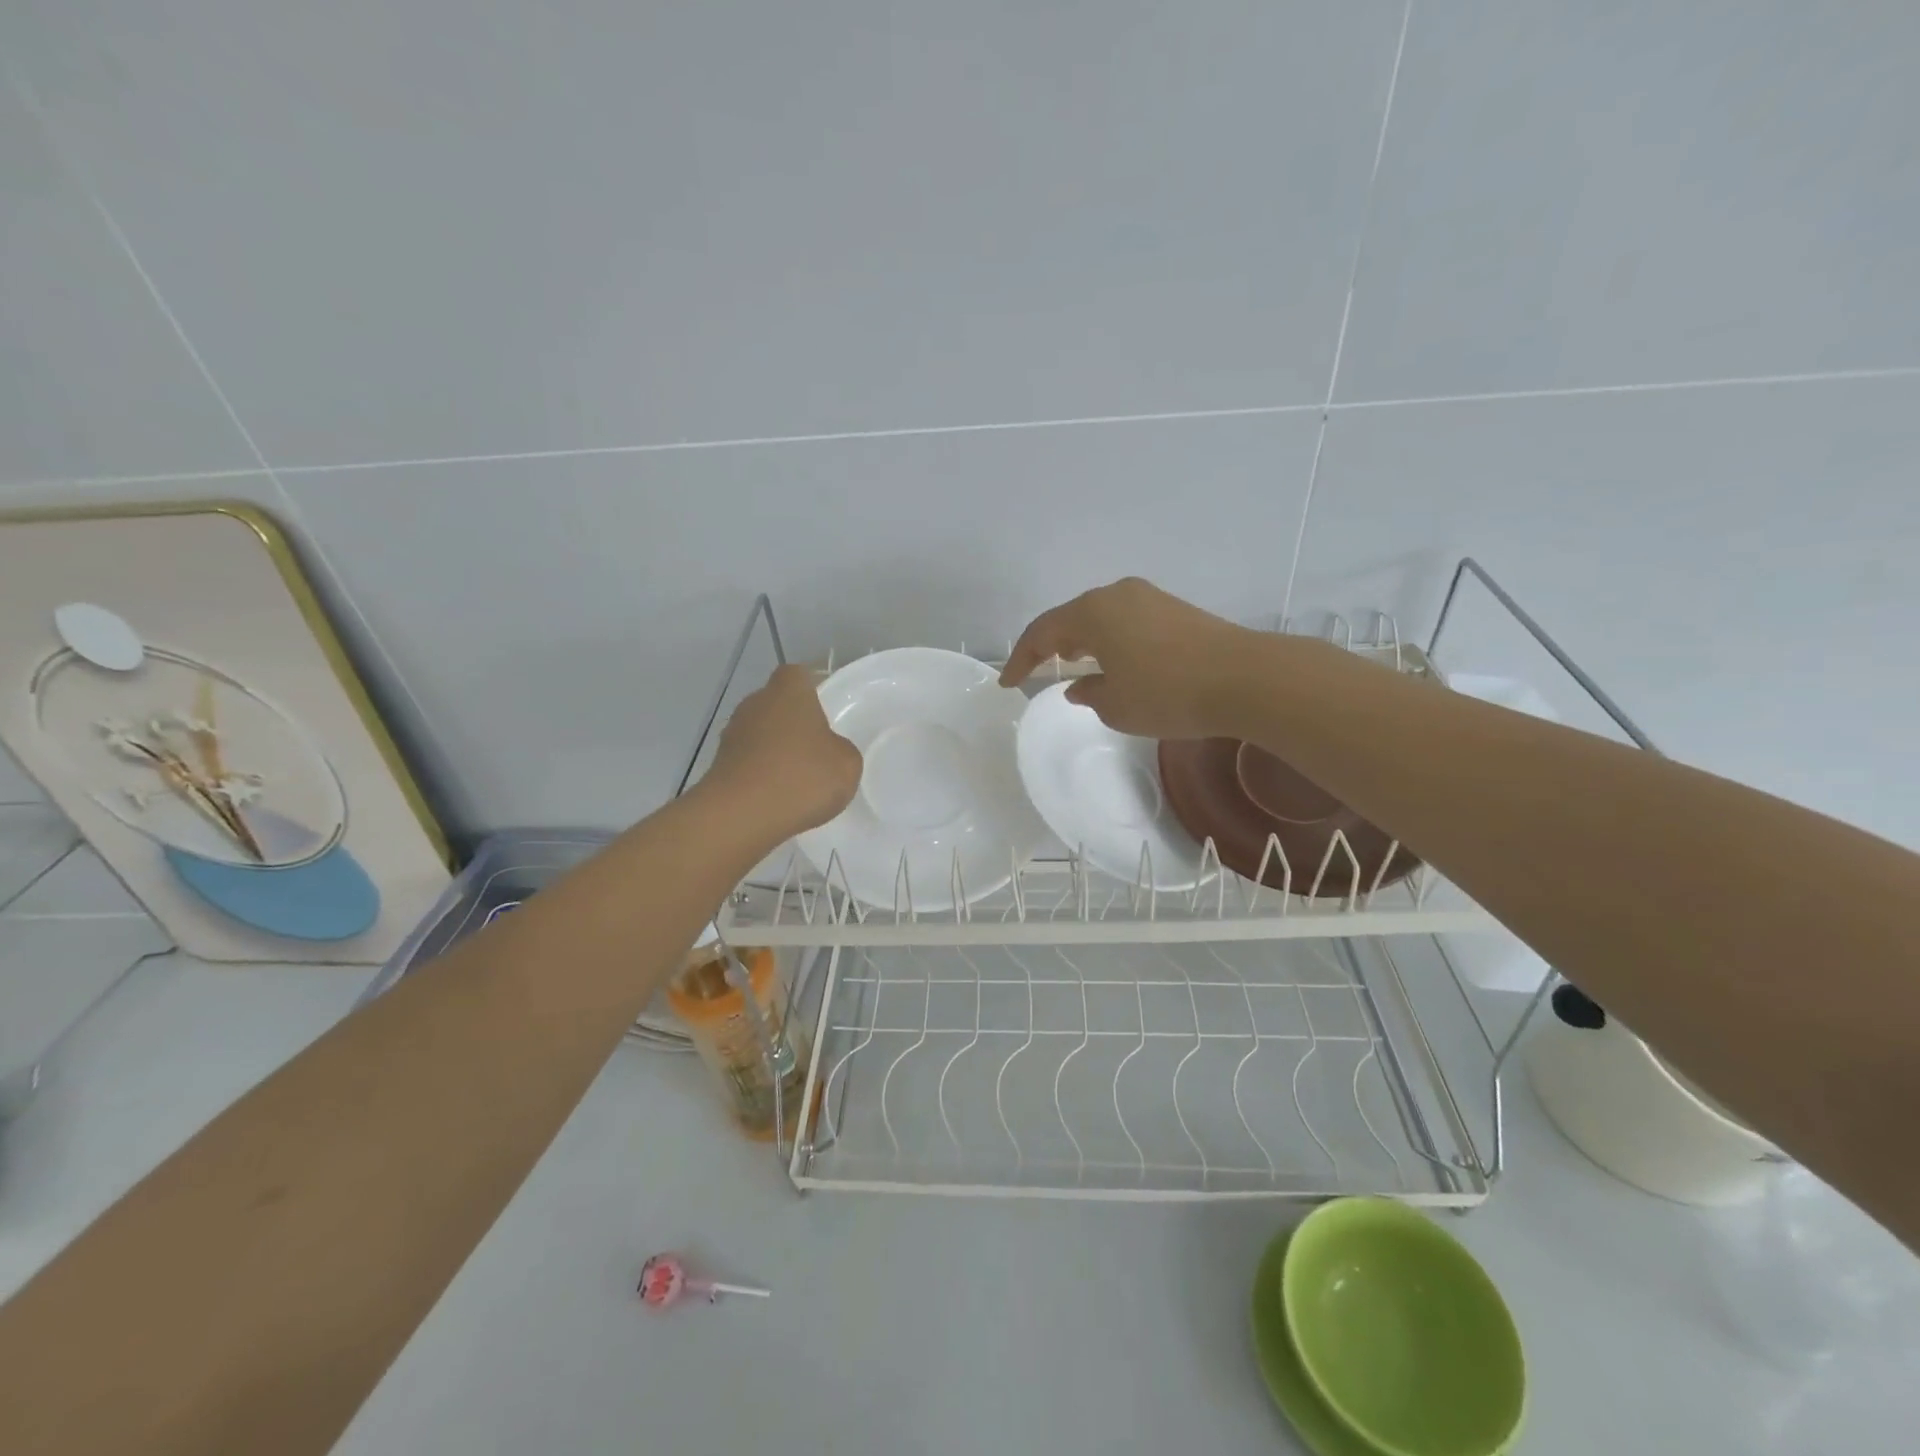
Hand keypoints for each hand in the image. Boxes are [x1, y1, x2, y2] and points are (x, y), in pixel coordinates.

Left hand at [705, 664, 861, 841]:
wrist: (741, 816)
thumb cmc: (801, 777)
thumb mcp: (847, 764)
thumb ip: (841, 749)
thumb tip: (828, 750)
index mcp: (788, 691)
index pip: (798, 675)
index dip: (813, 688)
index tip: (828, 708)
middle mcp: (755, 704)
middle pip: (777, 704)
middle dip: (794, 721)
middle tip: (817, 747)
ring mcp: (732, 734)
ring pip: (761, 733)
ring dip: (776, 748)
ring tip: (798, 778)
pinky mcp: (719, 765)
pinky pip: (749, 761)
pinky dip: (762, 773)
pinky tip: (778, 797)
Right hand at [1000, 577, 1259, 739]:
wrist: (1245, 678)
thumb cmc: (1167, 693)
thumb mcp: (1116, 706)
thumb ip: (1088, 693)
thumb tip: (1080, 684)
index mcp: (1092, 612)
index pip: (1042, 632)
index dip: (1020, 659)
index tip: (1007, 683)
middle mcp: (1117, 595)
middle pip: (1071, 617)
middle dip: (1050, 644)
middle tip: (1036, 669)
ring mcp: (1149, 598)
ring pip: (1100, 617)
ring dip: (1082, 641)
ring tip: (1072, 664)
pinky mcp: (1174, 609)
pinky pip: (1125, 621)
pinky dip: (1109, 640)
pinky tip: (1114, 662)